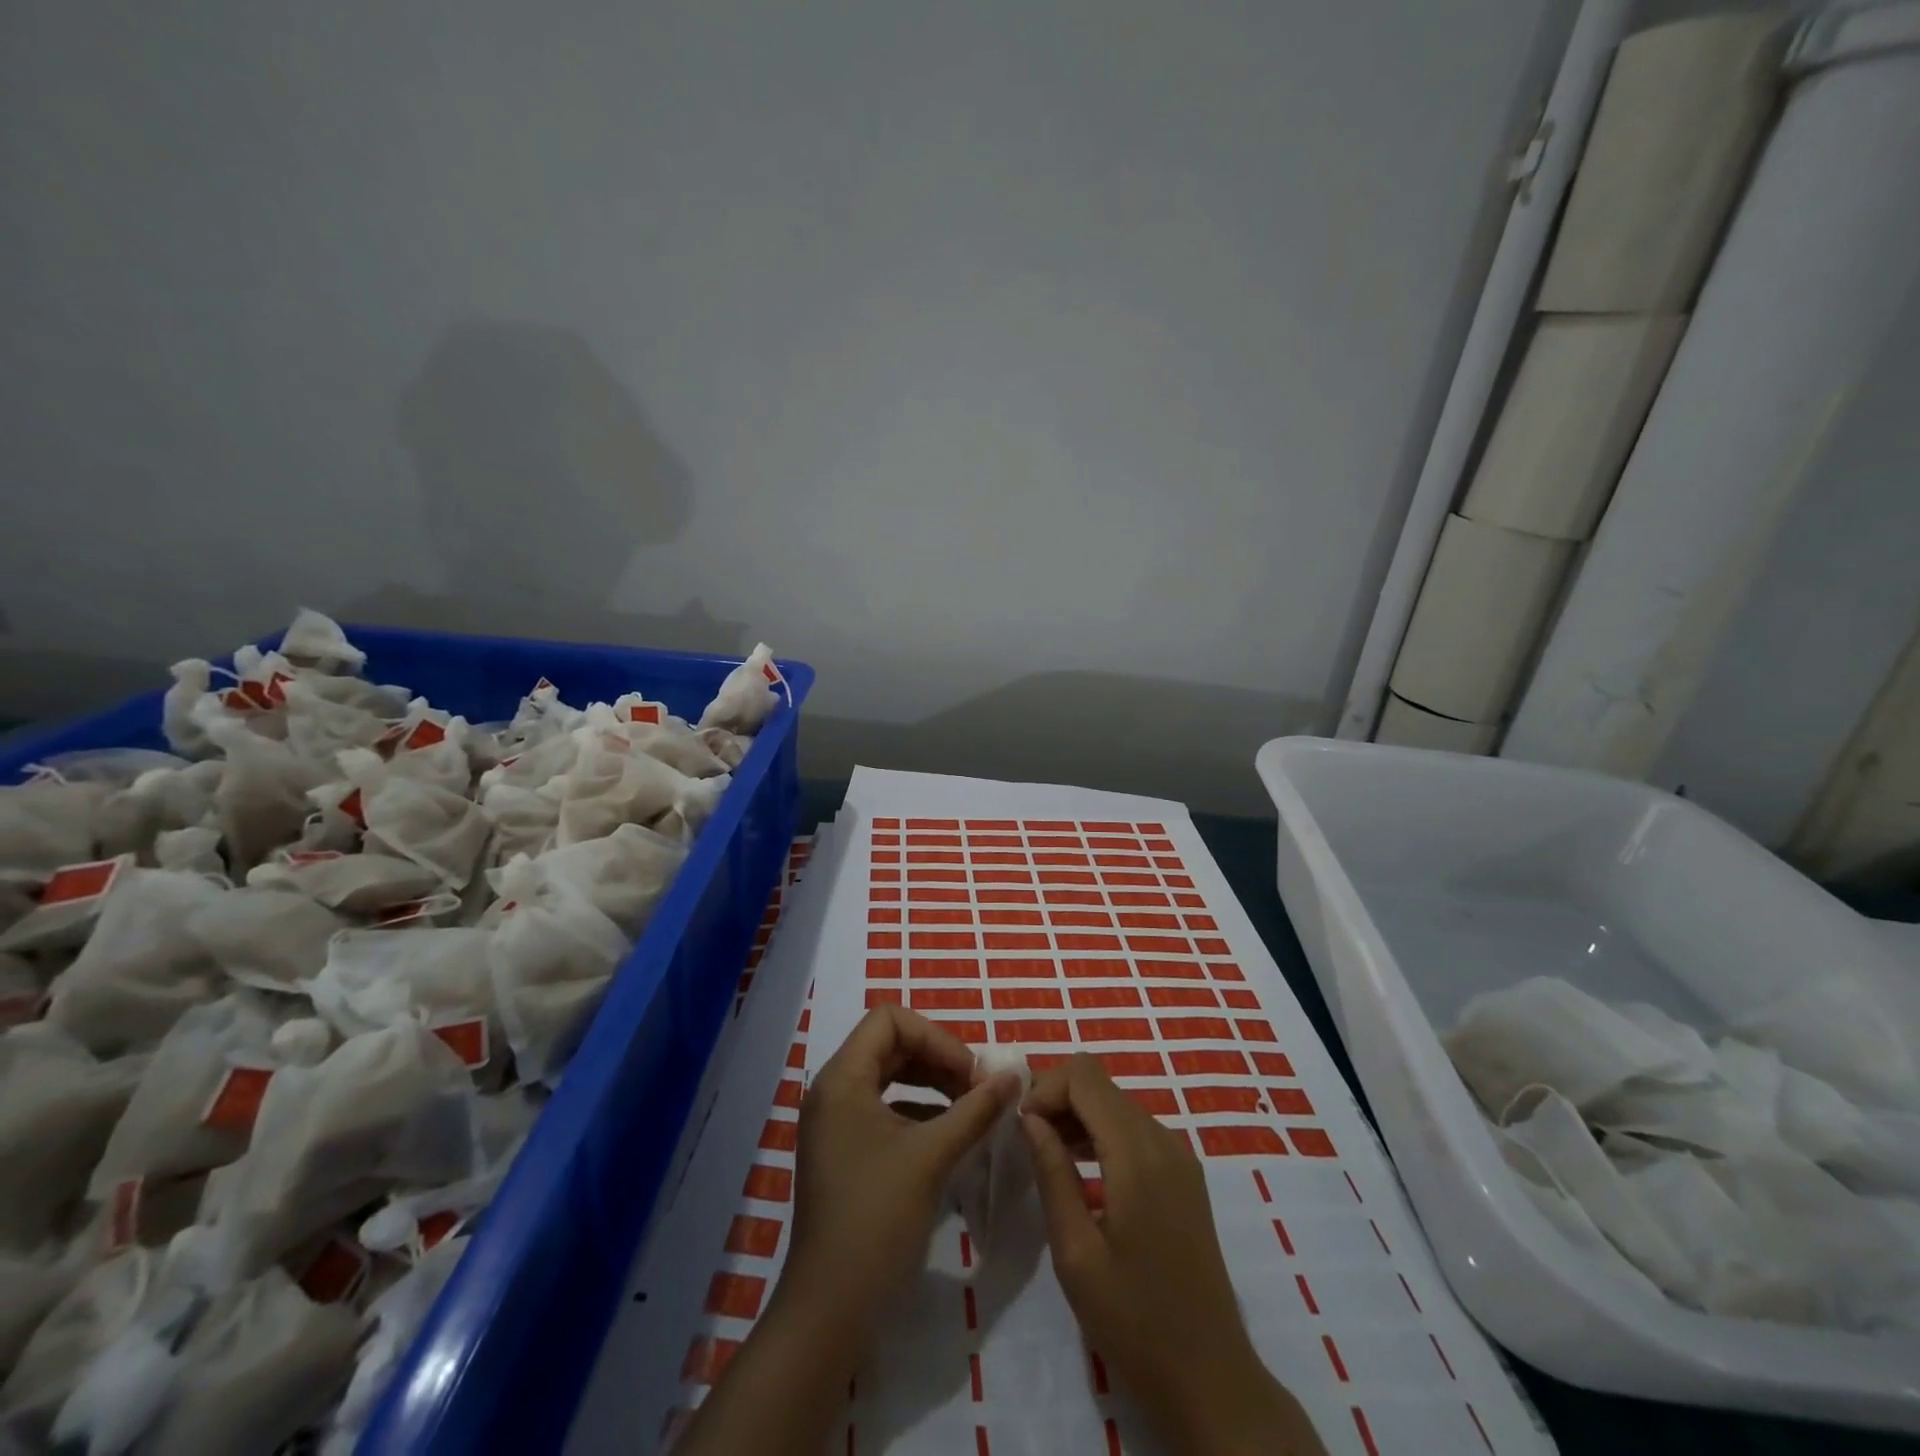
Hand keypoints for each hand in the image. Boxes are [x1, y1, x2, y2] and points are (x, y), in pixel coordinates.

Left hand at [675, 1007, 1018, 1455]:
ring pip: (889, 1076)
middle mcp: (833, 1090)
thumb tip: (1014, 1076)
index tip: (971, 1073)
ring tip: (971, 1108)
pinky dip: (919, 1110)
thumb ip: (975, 1110)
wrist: (830, 1307)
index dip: (936, 1037)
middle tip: (979, 1088)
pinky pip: (884, 1108)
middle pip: (890, 1045)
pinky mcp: (843, 1149)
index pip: (890, 1020)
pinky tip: (950, 1134)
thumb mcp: (932, 1157)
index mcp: (843, 1078)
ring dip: (932, 1083)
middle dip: (938, 1059)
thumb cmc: (877, 1219)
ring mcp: (835, 1121)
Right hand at [1022, 1054, 1325, 1455]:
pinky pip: (1135, 1129)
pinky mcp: (1184, 1175)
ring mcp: (1179, 1156)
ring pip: (1116, 1103)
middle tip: (1027, 1142)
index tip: (1021, 1128)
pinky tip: (1082, 1172)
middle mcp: (1162, 1139)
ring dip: (1078, 1115)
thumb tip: (1029, 1118)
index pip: (1084, 1075)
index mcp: (1136, 1153)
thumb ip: (1052, 1173)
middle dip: (1058, 1099)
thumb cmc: (1135, 1321)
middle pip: (1100, 1083)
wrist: (1211, 1378)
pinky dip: (1102, 1133)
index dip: (1045, 1087)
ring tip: (1048, 1156)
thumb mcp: (1076, 1252)